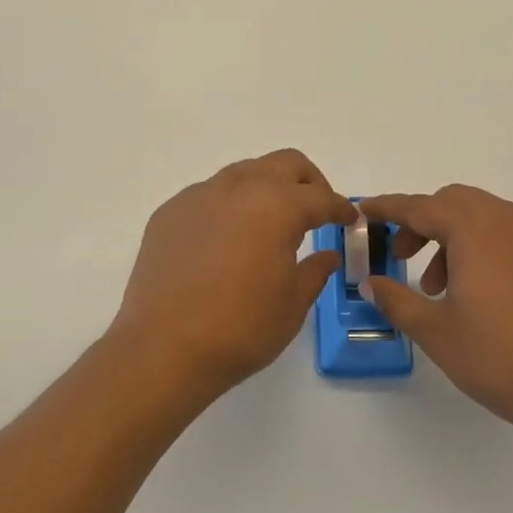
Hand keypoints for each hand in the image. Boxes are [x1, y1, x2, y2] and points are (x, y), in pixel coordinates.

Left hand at [109, 149, 354, 403]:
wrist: (163, 348)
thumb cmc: (240, 329)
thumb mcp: (292, 305)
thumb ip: (314, 271)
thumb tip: (326, 255)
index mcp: (276, 206)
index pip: (320, 198)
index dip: (341, 208)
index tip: (350, 218)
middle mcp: (238, 188)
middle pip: (284, 164)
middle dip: (308, 182)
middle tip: (316, 210)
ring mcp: (199, 196)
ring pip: (244, 172)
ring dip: (266, 188)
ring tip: (270, 222)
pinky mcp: (170, 212)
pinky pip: (209, 195)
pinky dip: (229, 205)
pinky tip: (227, 239)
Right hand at [358, 185, 512, 448]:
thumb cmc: (501, 357)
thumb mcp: (437, 332)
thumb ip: (397, 300)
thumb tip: (371, 283)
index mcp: (475, 229)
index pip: (419, 207)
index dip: (387, 208)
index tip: (363, 210)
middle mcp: (507, 219)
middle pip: (452, 203)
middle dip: (420, 223)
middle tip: (400, 256)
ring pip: (481, 217)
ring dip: (451, 237)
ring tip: (438, 287)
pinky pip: (506, 234)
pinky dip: (481, 246)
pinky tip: (476, 291)